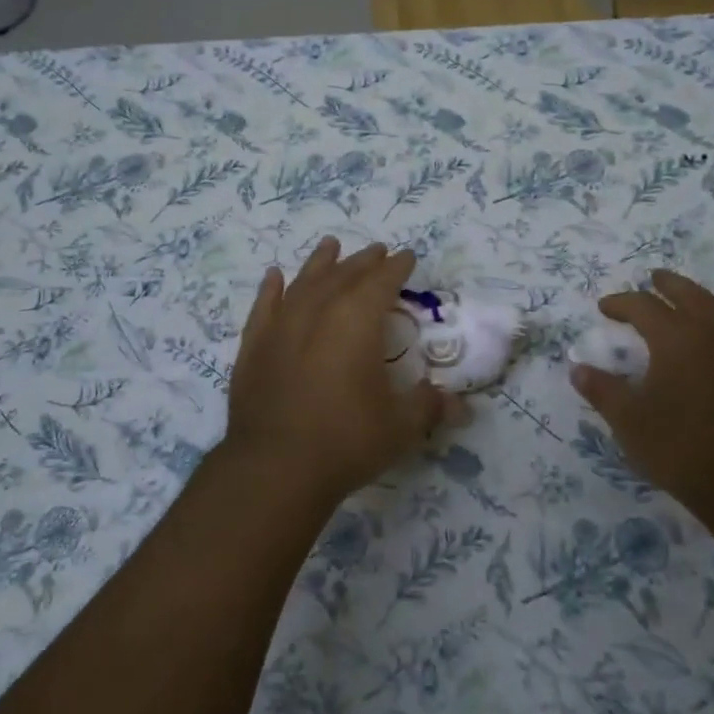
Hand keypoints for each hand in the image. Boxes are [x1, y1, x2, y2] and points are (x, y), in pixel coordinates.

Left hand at [225, 238, 458, 503]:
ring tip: (330, 245)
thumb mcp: (400, 427)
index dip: (396, 267)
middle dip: (363, 262)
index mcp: (356, 321)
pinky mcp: (253, 347)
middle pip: (343, 275)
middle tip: (377, 251)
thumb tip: (460, 405)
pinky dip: (270, 289)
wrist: (274, 468)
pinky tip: (274, 276)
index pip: (381, 282)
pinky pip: (264, 307)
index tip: (406, 256)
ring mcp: (280, 327)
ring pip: (303, 282)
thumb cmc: (346, 441)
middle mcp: (318, 312)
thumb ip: (429, 407)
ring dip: (319, 263)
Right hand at [569, 271, 713, 537]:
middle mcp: (711, 331)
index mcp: (675, 336)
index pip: (642, 305)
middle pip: (689, 293)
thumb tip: (577, 367)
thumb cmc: (684, 448)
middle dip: (667, 284)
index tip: (604, 307)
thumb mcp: (630, 422)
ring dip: (698, 298)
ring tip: (686, 302)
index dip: (621, 303)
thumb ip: (602, 391)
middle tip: (652, 279)